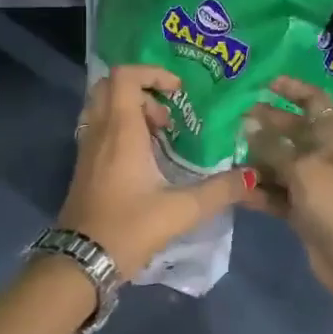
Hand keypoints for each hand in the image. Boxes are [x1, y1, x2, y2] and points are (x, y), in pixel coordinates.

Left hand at [57, 64, 255, 276]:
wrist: (82, 260)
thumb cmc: (128, 228)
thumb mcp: (180, 211)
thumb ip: (218, 191)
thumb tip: (250, 177)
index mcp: (120, 131)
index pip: (124, 76)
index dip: (152, 72)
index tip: (178, 91)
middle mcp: (99, 131)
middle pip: (109, 86)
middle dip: (141, 90)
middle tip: (168, 115)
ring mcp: (87, 148)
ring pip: (103, 108)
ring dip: (131, 111)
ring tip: (161, 137)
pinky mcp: (84, 166)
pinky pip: (99, 128)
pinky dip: (121, 130)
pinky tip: (144, 159)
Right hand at [242, 76, 332, 300]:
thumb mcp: (302, 168)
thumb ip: (273, 145)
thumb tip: (249, 122)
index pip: (314, 102)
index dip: (293, 89)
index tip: (265, 83)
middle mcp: (324, 156)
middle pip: (293, 132)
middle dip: (266, 123)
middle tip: (234, 119)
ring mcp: (313, 184)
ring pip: (279, 164)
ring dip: (256, 159)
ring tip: (226, 152)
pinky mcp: (301, 210)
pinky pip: (275, 193)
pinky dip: (257, 189)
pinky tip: (234, 186)